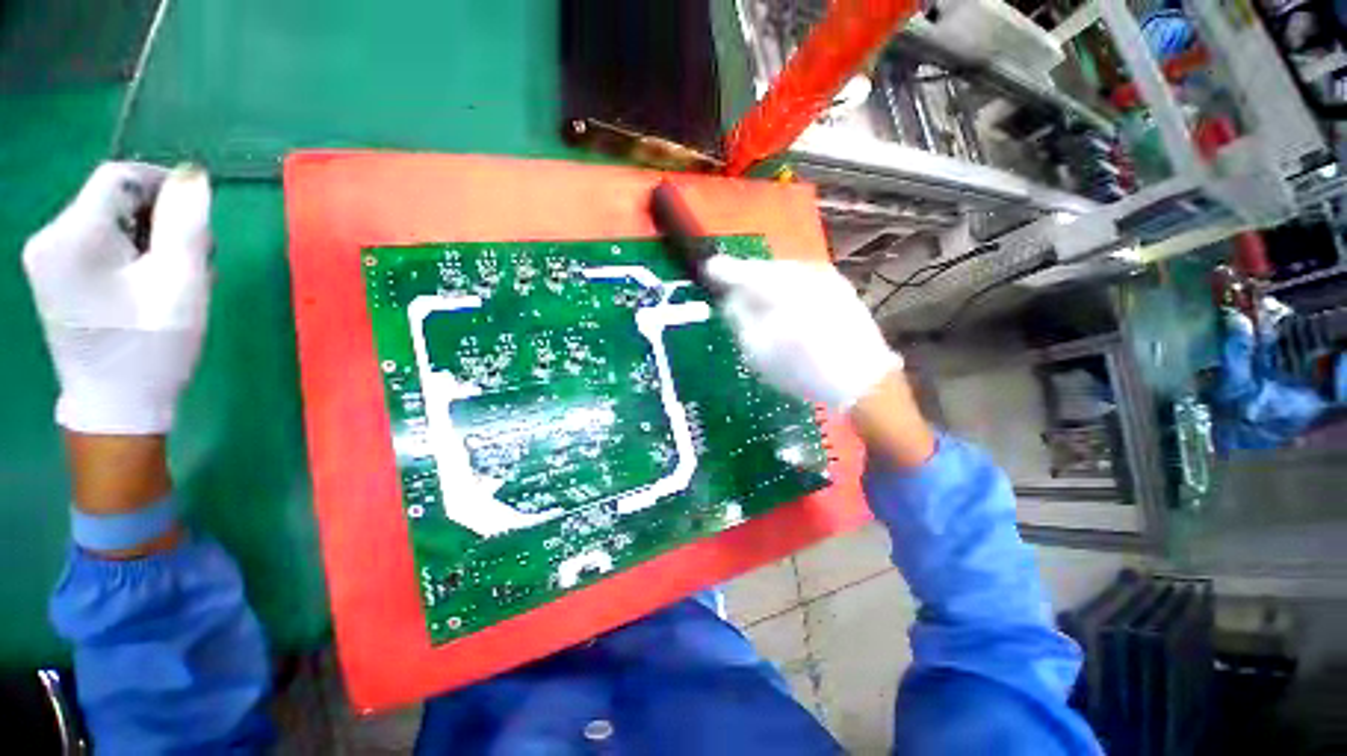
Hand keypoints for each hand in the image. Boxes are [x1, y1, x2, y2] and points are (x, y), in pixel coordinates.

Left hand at [23, 162, 212, 435]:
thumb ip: (187, 216)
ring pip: (98, 221)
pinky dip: (109, 254)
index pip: (125, 177)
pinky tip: (129, 284)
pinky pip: (84, 243)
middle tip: (172, 257)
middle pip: (109, 200)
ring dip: (129, 239)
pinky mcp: (47, 282)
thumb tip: (187, 176)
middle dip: (144, 220)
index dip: (159, 190)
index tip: (184, 222)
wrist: (110, 431)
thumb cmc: (143, 360)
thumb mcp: (179, 285)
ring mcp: (45, 263)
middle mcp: (51, 240)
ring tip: (154, 277)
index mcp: (74, 235)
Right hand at [704, 255, 901, 411]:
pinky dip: (795, 292)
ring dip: (774, 285)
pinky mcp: (845, 291)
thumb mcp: (759, 351)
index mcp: (777, 282)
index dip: (722, 271)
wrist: (865, 380)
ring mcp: (827, 278)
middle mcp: (802, 270)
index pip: (741, 269)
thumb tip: (733, 298)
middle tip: (736, 291)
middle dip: (751, 279)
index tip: (708, 271)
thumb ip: (739, 317)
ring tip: (763, 303)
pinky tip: (792, 311)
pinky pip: (808, 284)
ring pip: (790, 274)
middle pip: (767, 268)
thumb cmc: (806, 369)